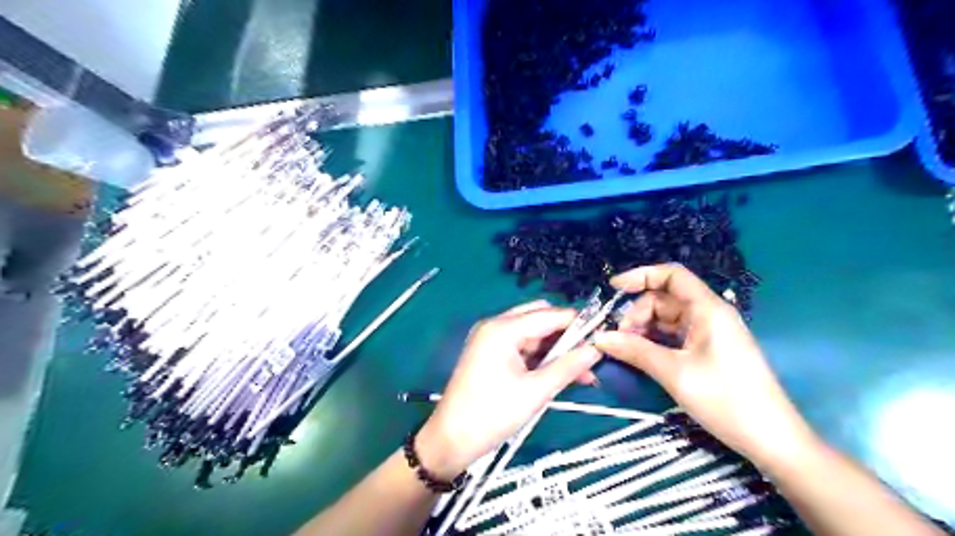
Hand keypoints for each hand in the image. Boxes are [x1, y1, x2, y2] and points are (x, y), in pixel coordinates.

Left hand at [416, 300, 598, 480]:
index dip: (577, 322)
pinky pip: (521, 347)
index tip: (603, 334)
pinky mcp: (489, 353)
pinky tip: (559, 373)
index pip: (549, 315)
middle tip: (590, 355)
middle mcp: (495, 326)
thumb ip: (568, 367)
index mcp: (503, 329)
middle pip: (539, 319)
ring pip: (532, 334)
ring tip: (582, 372)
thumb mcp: (535, 391)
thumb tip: (596, 350)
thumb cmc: (492, 414)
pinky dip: (540, 358)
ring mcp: (490, 339)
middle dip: (566, 335)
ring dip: (555, 349)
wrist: (451, 440)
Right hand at [594, 263, 816, 469]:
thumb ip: (635, 351)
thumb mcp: (674, 373)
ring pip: (667, 319)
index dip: (641, 275)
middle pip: (664, 300)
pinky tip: (641, 355)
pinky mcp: (708, 350)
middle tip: (618, 339)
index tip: (614, 288)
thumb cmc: (726, 399)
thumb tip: (600, 338)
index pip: (672, 275)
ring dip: (643, 330)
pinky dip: (655, 342)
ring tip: (626, 350)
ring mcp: (709, 333)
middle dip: (637, 314)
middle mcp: (709, 314)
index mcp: (708, 309)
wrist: (771, 439)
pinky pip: (674, 336)